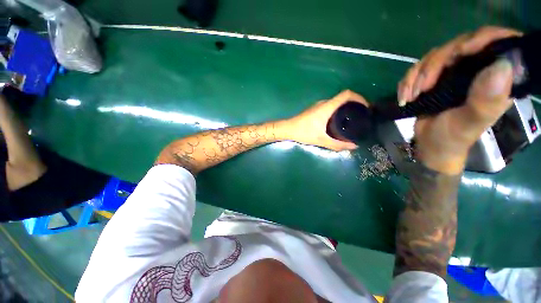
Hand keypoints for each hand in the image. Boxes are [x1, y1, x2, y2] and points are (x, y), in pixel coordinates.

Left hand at [286, 90, 367, 150]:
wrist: (288, 129)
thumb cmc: (303, 132)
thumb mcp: (321, 140)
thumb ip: (337, 144)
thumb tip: (353, 146)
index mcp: (327, 107)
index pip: (346, 94)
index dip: (359, 97)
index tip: (366, 106)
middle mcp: (324, 103)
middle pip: (343, 98)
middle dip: (354, 104)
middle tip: (361, 115)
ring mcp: (319, 105)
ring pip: (336, 102)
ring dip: (346, 107)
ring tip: (353, 118)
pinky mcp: (315, 109)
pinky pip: (330, 106)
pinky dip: (338, 110)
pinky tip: (339, 121)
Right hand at [398, 26, 520, 173]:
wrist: (429, 144)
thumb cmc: (453, 137)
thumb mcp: (470, 123)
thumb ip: (486, 101)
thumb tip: (501, 66)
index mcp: (497, 79)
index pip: (497, 44)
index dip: (482, 39)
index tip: (461, 52)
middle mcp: (477, 69)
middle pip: (459, 46)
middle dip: (436, 64)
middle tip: (423, 87)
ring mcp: (455, 72)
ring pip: (435, 56)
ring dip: (417, 76)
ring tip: (411, 96)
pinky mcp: (436, 78)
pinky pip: (419, 68)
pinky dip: (407, 81)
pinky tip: (405, 97)